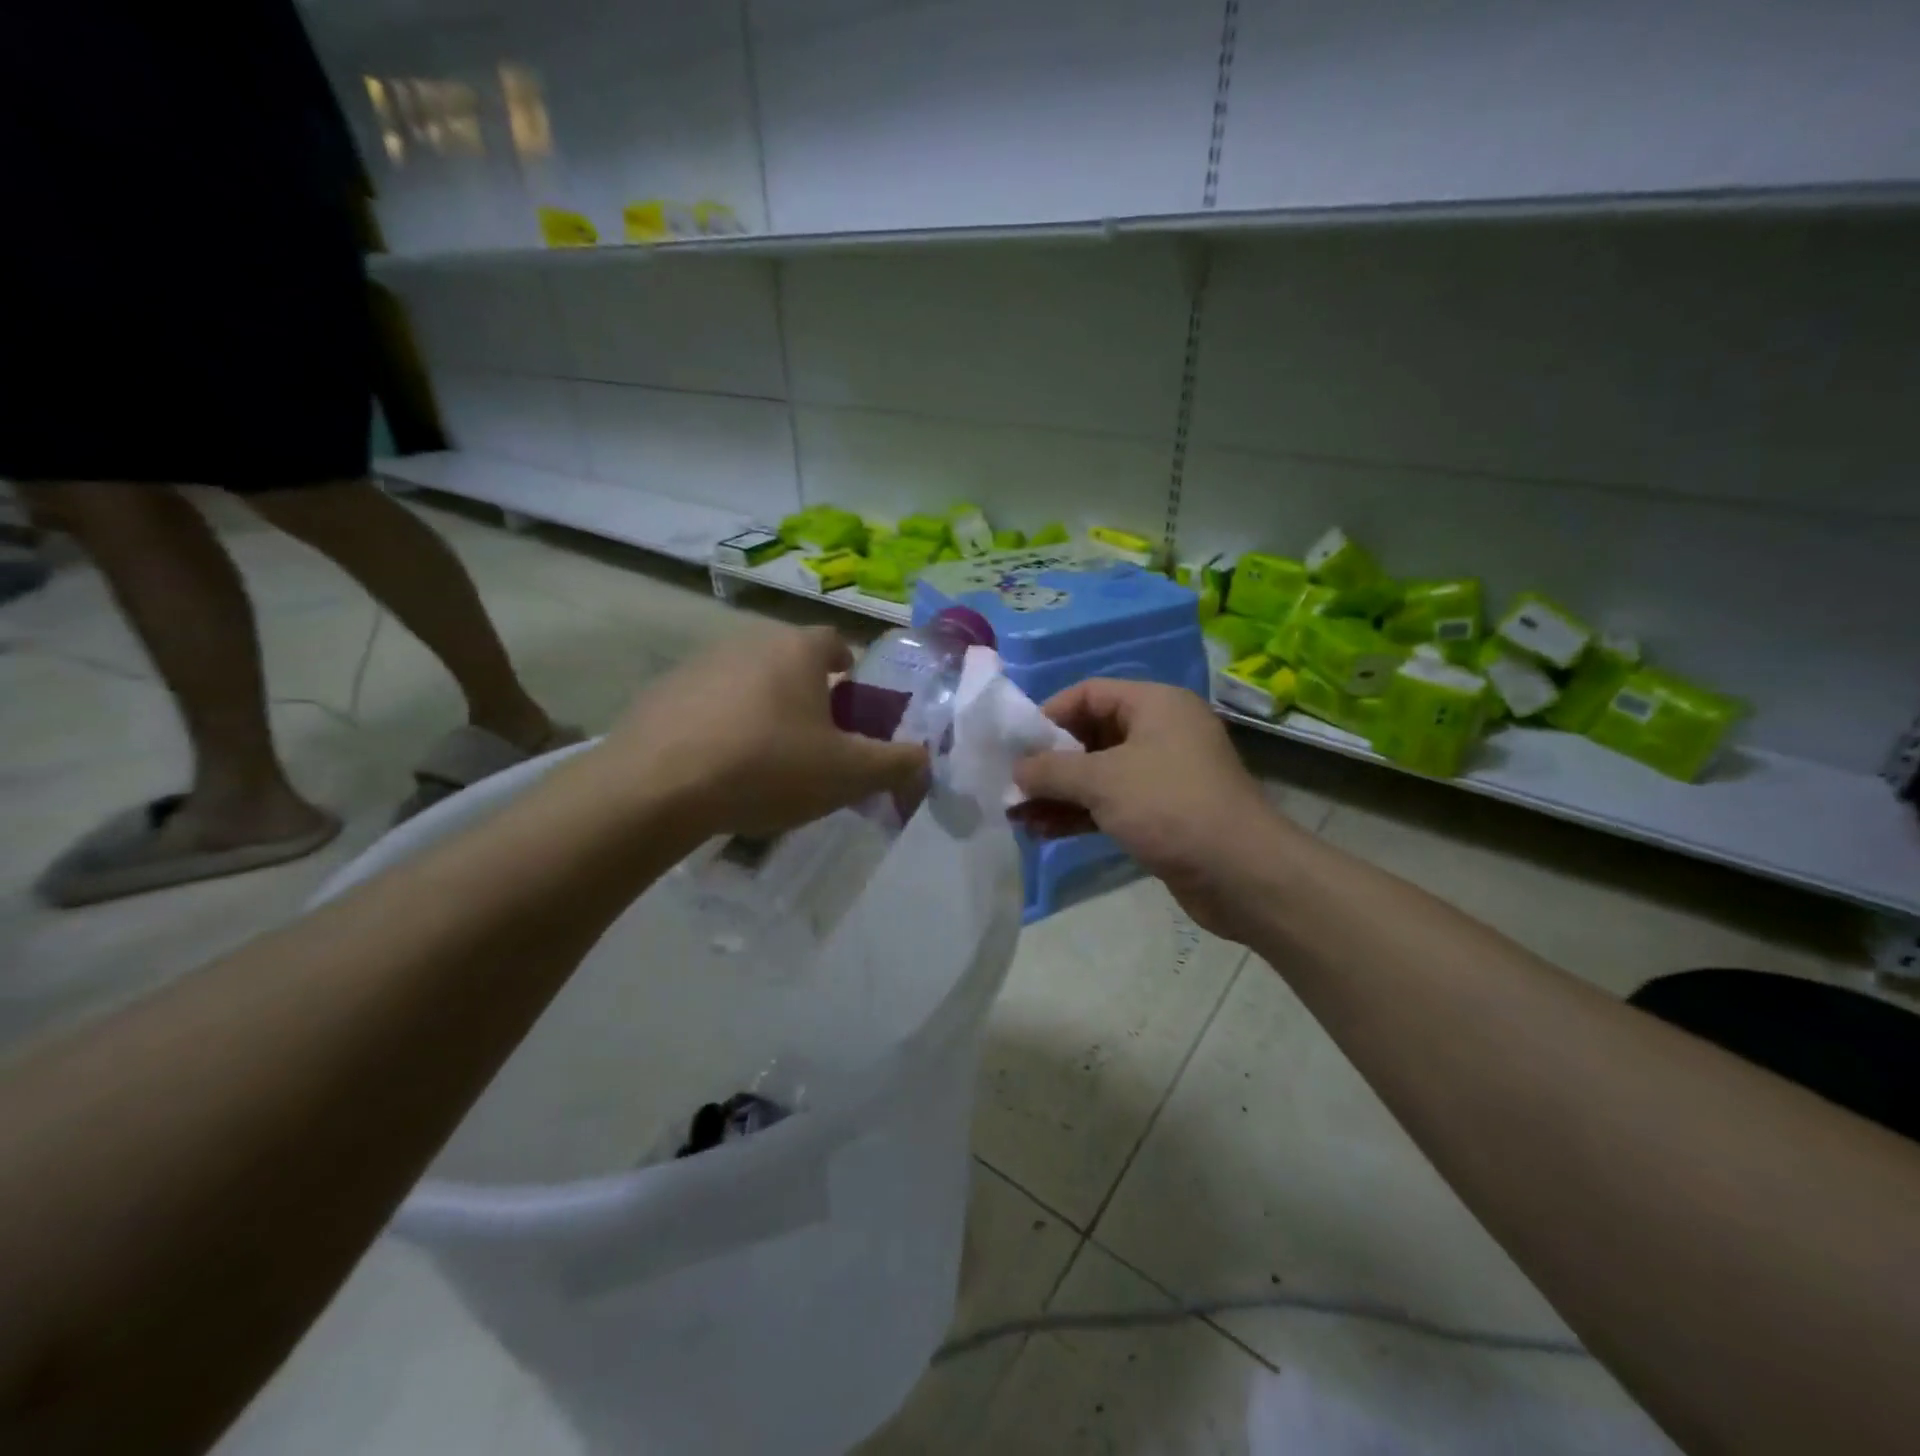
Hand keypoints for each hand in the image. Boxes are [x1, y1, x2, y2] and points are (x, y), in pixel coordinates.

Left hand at [602, 625, 927, 837]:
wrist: (657, 788)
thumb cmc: (768, 767)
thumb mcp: (849, 774)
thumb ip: (897, 763)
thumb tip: (926, 758)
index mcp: (796, 649)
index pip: (835, 642)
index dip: (849, 669)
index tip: (852, 704)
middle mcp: (748, 642)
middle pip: (789, 661)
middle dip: (807, 694)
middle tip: (815, 740)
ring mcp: (698, 664)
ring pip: (747, 681)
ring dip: (762, 708)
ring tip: (765, 758)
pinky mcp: (660, 693)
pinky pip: (706, 703)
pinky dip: (720, 725)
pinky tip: (717, 766)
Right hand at [1013, 680, 1301, 941]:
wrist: (1241, 873)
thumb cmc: (1170, 806)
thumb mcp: (1103, 780)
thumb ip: (1051, 770)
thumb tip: (1016, 770)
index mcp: (1154, 704)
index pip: (1088, 693)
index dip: (1049, 715)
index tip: (1016, 745)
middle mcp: (1159, 731)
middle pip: (1090, 735)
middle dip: (1049, 762)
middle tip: (1011, 784)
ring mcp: (1161, 774)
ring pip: (1097, 774)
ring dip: (1058, 793)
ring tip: (1017, 815)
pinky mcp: (1161, 813)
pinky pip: (1110, 803)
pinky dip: (1079, 813)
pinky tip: (1043, 831)